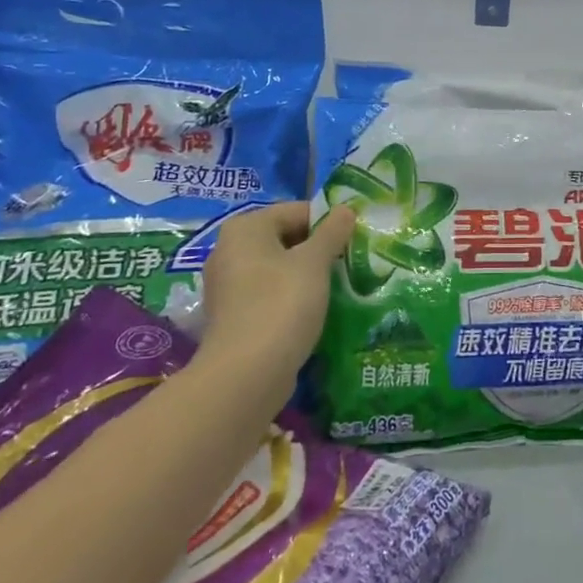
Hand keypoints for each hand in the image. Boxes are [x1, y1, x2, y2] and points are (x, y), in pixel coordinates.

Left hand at [199, 203, 356, 373]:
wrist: (246, 374)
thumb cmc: (282, 304)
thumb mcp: (315, 262)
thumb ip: (332, 232)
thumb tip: (346, 208)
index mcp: (246, 228)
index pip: (297, 210)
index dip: (329, 222)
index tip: (354, 239)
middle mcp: (229, 250)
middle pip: (285, 237)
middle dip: (318, 248)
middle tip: (349, 262)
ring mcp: (227, 285)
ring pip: (278, 267)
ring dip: (306, 274)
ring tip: (337, 286)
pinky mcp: (233, 316)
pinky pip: (269, 294)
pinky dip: (290, 297)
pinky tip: (313, 310)